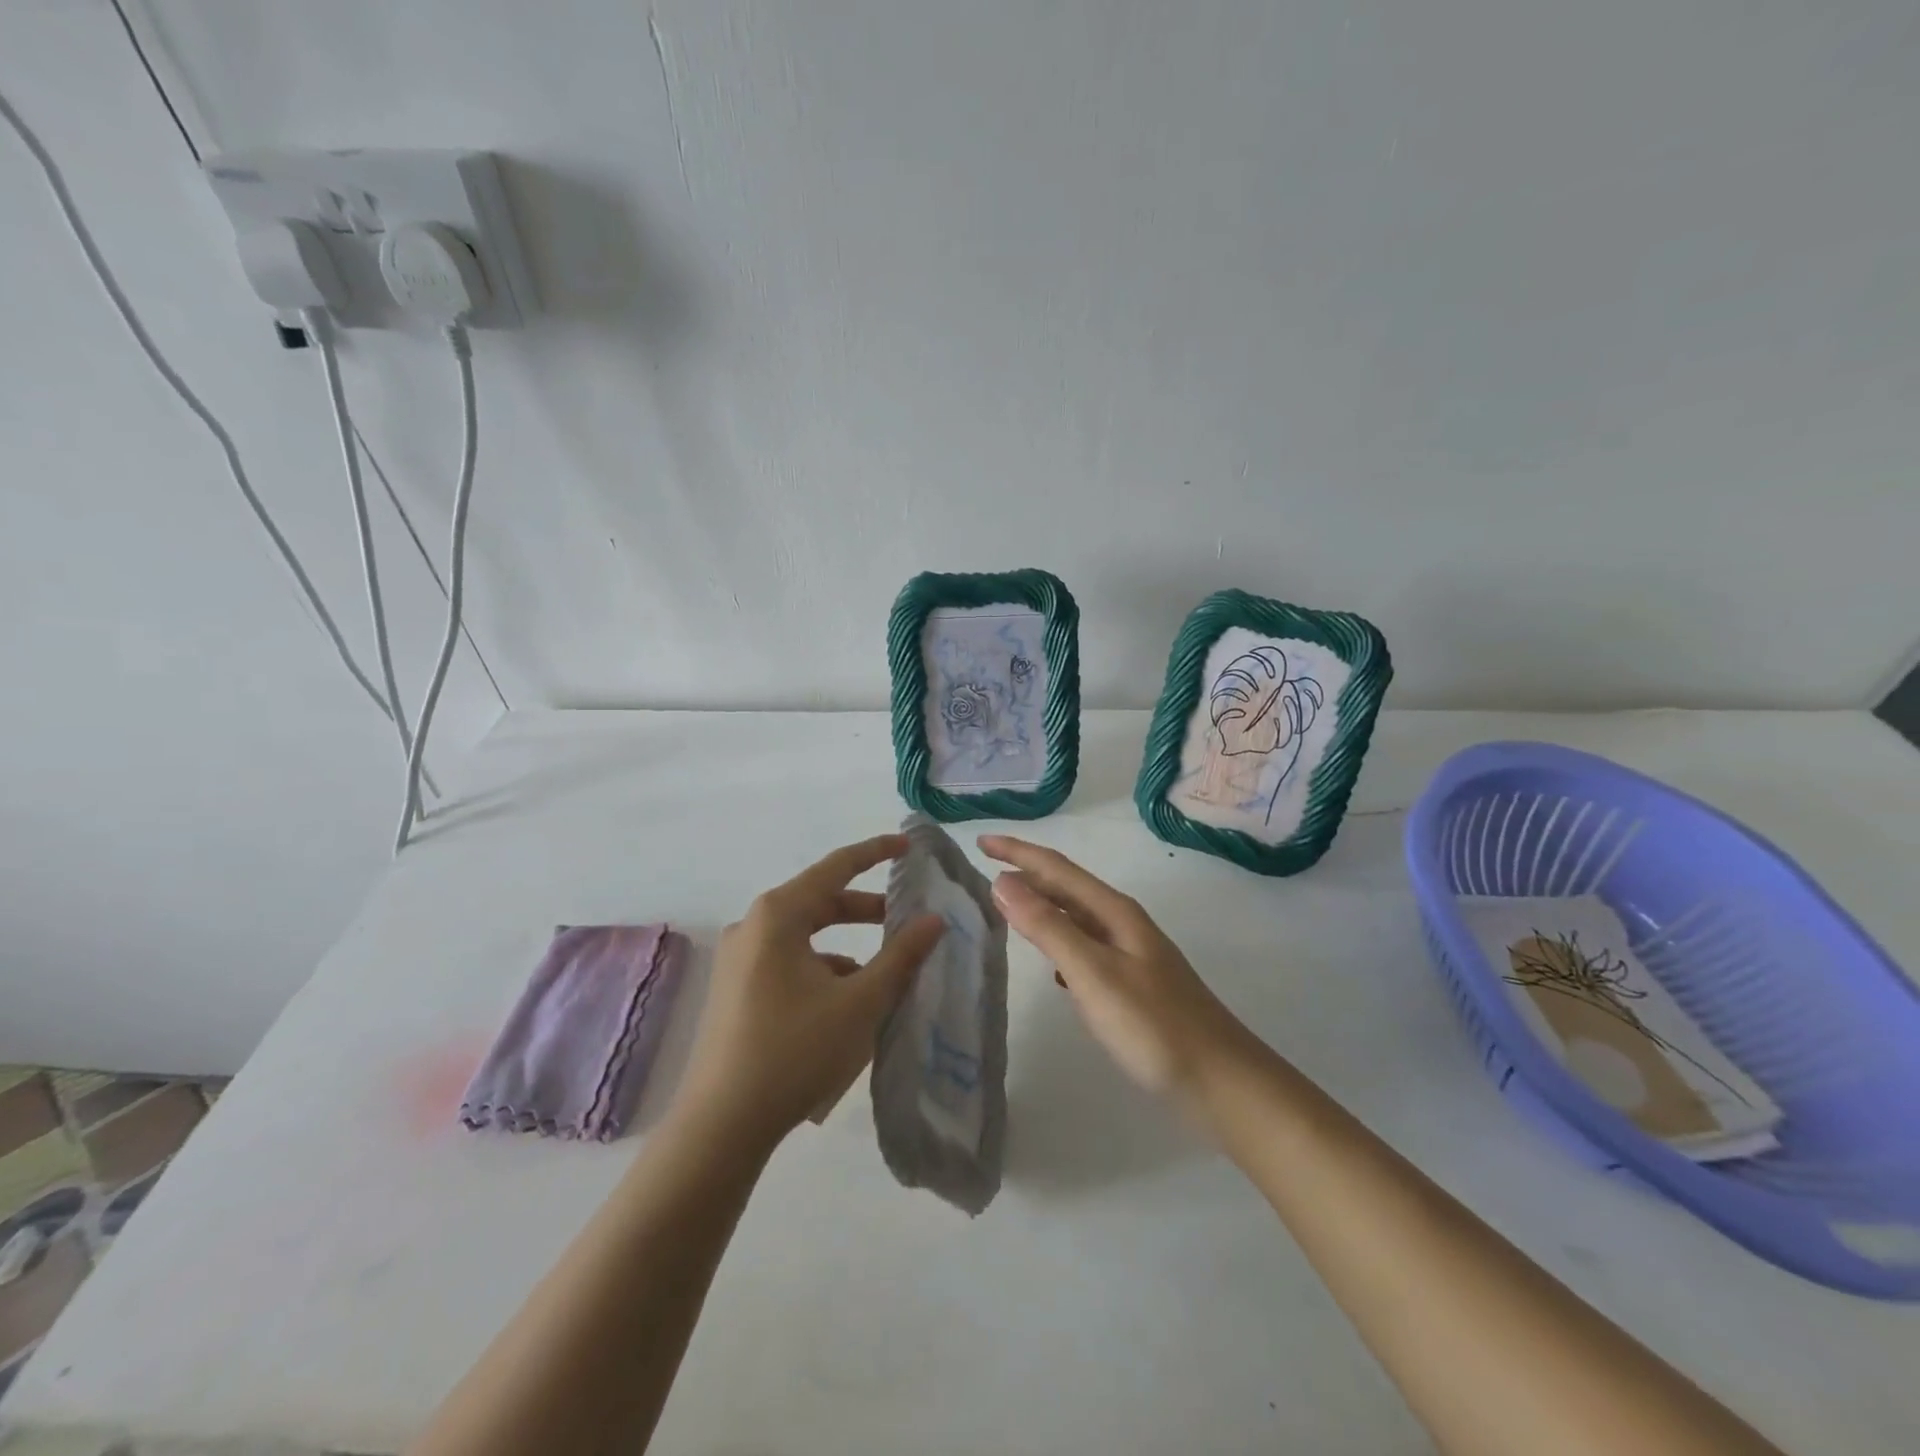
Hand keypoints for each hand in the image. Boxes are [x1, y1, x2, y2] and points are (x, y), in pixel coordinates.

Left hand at [672, 835, 944, 1152]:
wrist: (722, 1125)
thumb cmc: (796, 1050)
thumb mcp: (860, 1002)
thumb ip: (901, 956)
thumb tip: (933, 919)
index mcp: (778, 914)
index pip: (836, 866)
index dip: (875, 852)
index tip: (908, 846)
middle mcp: (753, 925)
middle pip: (819, 901)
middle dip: (866, 909)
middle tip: (906, 919)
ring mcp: (739, 959)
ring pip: (805, 935)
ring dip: (846, 944)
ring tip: (884, 972)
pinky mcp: (735, 990)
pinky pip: (788, 962)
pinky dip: (822, 968)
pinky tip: (846, 1003)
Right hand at [980, 835, 1245, 1102]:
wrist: (1222, 1082)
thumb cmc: (1154, 1026)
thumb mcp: (1093, 974)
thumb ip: (1048, 927)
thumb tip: (1002, 881)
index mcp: (1114, 912)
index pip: (1056, 868)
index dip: (1017, 852)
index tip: (979, 842)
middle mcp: (1122, 924)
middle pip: (1066, 888)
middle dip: (1026, 874)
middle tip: (984, 871)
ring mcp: (1131, 954)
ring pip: (1076, 918)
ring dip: (1041, 908)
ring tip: (1008, 910)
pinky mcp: (1133, 984)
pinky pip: (1085, 949)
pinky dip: (1060, 945)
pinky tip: (1051, 967)